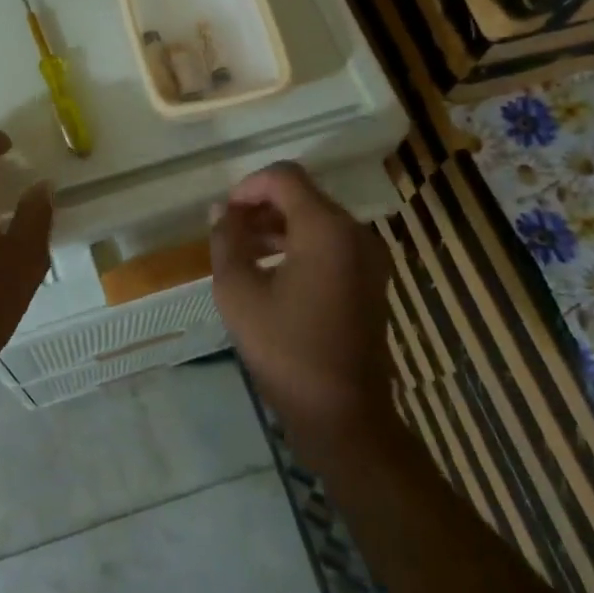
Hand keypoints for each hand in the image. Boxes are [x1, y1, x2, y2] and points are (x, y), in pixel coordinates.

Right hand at [209, 162, 393, 441]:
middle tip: (228, 235)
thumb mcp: (238, 293)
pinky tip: (271, 274)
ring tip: (243, 254)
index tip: (224, 216)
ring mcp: (369, 258)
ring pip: (317, 221)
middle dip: (261, 208)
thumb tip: (222, 212)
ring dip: (278, 228)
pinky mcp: (370, 281)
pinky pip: (331, 245)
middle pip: (303, 197)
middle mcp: (355, 233)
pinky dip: (299, 247)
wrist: (343, 414)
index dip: (248, 186)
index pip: (285, 178)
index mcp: (326, 229)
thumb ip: (226, 242)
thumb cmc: (286, 350)